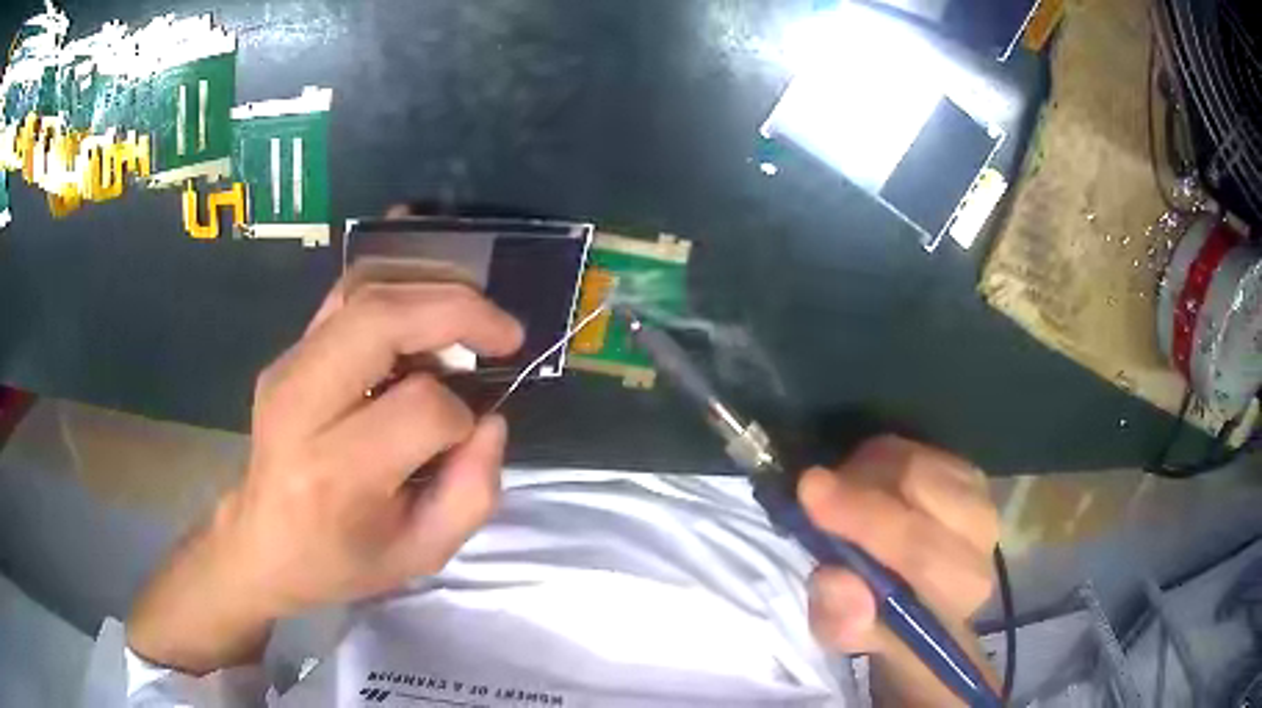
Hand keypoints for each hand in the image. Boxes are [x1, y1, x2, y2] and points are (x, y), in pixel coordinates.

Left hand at [128, 282, 522, 673]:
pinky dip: (401, 290)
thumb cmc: (340, 561)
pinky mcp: (287, 354)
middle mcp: (301, 405)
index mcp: (335, 473)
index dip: (462, 416)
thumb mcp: (421, 555)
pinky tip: (428, 313)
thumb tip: (491, 419)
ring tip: (473, 315)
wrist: (260, 542)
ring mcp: (287, 369)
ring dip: (432, 288)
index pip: (419, 408)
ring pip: (364, 290)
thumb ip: (471, 493)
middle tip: (505, 332)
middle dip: (457, 311)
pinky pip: (348, 297)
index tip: (467, 437)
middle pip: (381, 319)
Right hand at [798, 436, 999, 706]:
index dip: (865, 519)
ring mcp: (980, 495)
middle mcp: (982, 536)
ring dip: (867, 471)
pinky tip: (862, 483)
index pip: (920, 548)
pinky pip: (916, 449)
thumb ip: (842, 620)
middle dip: (860, 484)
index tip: (810, 492)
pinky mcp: (967, 471)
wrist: (923, 601)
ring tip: (837, 494)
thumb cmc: (882, 623)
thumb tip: (836, 579)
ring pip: (917, 462)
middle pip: (922, 487)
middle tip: (812, 488)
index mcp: (959, 589)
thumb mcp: (850, 637)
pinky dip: (880, 460)